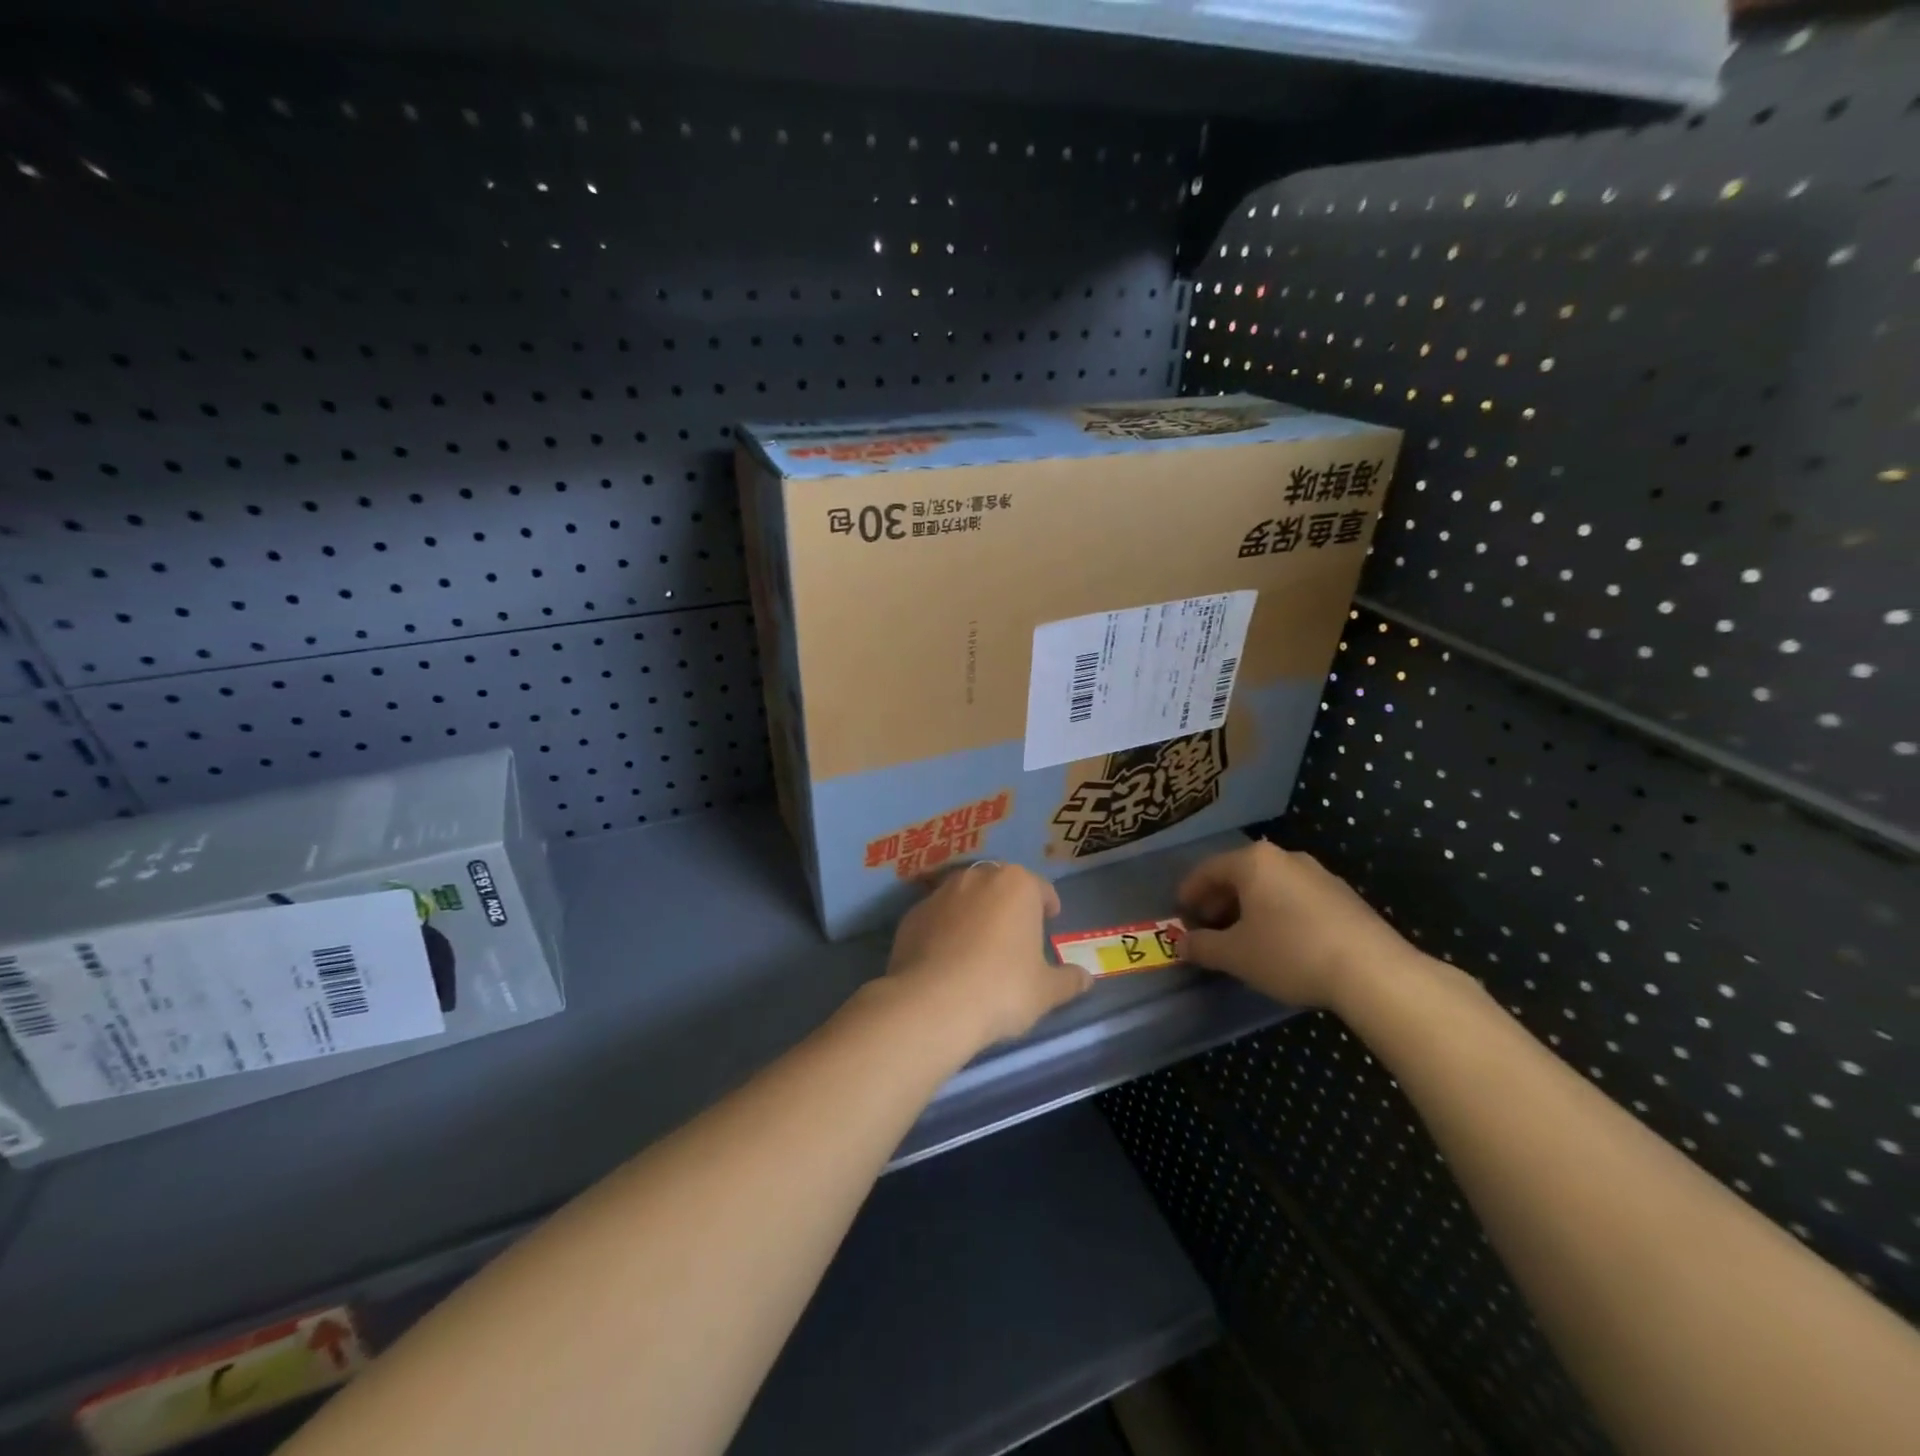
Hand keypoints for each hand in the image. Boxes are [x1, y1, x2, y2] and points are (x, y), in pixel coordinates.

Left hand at [885, 863, 1090, 1049]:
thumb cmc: (1002, 988)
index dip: (1047, 903)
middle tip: (1015, 932)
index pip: (1040, 888)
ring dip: (974, 913)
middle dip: (1008, 904)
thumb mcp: (1046, 991)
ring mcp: (940, 894)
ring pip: (965, 897)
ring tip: (979, 945)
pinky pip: (937, 918)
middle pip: (1000, 885)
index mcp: (1016, 885)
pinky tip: (948, 958)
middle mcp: (977, 878)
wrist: (932, 1003)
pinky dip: (945, 930)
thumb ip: (1069, 980)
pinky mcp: (912, 915)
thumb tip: (1086, 978)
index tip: (1050, 919)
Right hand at [1176, 839, 1413, 1009]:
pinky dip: (1277, 912)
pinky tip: (1279, 942)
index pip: (1208, 869)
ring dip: (1249, 907)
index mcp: (1254, 862)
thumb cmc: (1290, 953)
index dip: (1189, 892)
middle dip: (1219, 900)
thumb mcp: (1236, 955)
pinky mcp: (1343, 896)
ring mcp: (1319, 874)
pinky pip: (1295, 897)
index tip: (1180, 913)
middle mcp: (1285, 858)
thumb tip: (1181, 944)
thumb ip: (1203, 947)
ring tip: (1242, 937)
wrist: (1373, 972)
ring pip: (1269, 885)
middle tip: (1208, 927)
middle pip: (1240, 874)